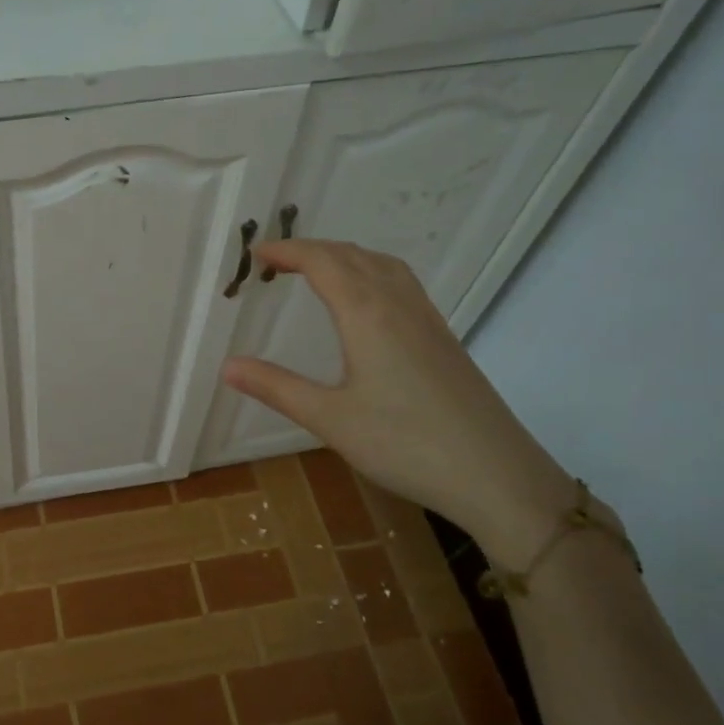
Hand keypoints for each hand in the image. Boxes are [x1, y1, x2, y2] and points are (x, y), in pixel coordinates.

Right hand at [222, 239, 572, 567]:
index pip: (323, 262)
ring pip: (383, 265)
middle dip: (312, 249)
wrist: (496, 474)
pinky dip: (372, 272)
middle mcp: (399, 305)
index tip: (257, 255)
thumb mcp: (330, 419)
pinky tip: (367, 302)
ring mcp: (427, 320)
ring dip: (345, 257)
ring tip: (317, 270)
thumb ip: (276, 387)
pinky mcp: (443, 339)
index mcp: (368, 315)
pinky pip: (402, 283)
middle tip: (277, 262)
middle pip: (353, 256)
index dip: (288, 251)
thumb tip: (227, 365)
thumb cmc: (405, 444)